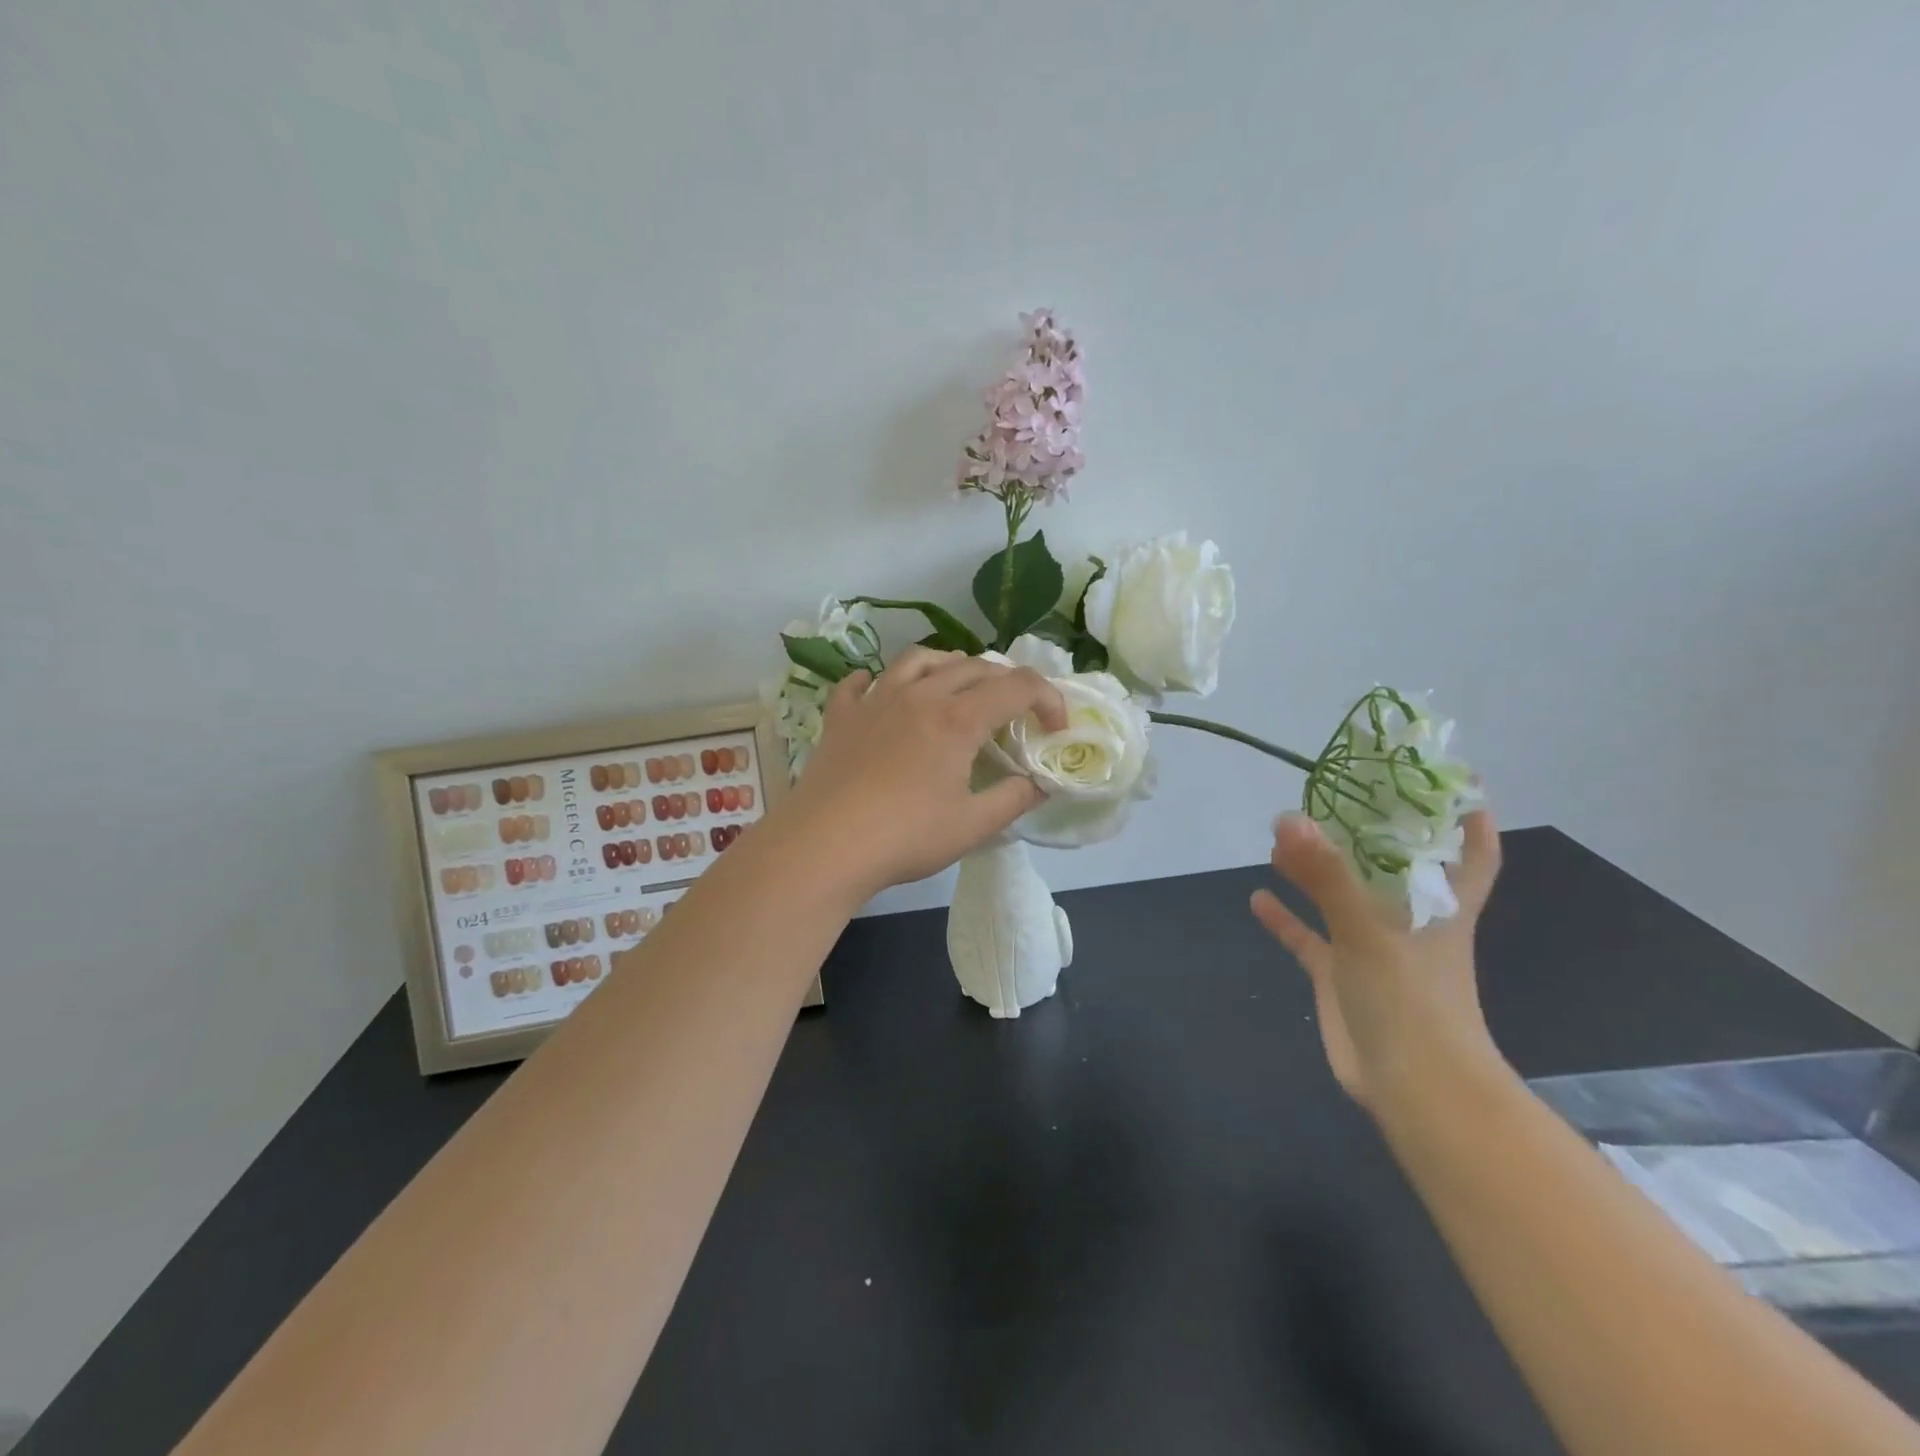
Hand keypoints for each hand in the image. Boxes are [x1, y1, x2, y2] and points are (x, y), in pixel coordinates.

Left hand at [782, 647, 1067, 895]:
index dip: (1048, 699)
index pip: (1018, 686)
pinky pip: (859, 683)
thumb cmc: (905, 836)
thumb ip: (1014, 799)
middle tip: (1014, 711)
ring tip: (958, 684)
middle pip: (972, 666)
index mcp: (957, 718)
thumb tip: (1040, 784)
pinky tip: (878, 690)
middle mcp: (919, 695)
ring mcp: (875, 700)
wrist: (825, 845)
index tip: (1056, 729)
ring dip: (948, 665)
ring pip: (919, 660)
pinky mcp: (841, 716)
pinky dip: (876, 680)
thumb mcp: (972, 826)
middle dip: (1005, 681)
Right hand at [1249, 809, 1503, 1110]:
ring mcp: (1371, 947)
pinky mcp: (1341, 975)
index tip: (1450, 779)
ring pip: (1341, 896)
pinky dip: (1286, 918)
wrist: (1415, 1090)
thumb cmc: (1412, 1002)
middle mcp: (1407, 920)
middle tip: (1325, 796)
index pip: (1470, 853)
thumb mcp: (1368, 931)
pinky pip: (1309, 937)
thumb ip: (1327, 875)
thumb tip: (1289, 817)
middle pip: (1387, 865)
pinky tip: (1258, 898)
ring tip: (1280, 837)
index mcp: (1438, 904)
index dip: (1466, 817)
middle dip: (1359, 833)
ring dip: (1314, 869)